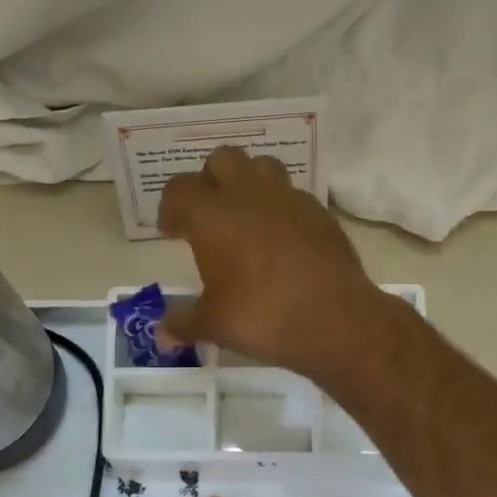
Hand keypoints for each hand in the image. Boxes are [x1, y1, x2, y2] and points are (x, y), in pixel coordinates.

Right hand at [156, 146, 382, 379]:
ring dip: (248, 183)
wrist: (335, 319)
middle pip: (222, 159)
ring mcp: (288, 198)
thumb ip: (184, 322)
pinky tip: (282, 238)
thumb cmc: (263, 316)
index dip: (170, 207)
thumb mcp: (214, 324)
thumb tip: (161, 336)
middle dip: (210, 180)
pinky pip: (292, 194)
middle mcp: (248, 195)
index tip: (173, 232)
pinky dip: (280, 207)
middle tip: (209, 216)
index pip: (179, 190)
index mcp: (213, 215)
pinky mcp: (319, 211)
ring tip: (246, 217)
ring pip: (262, 166)